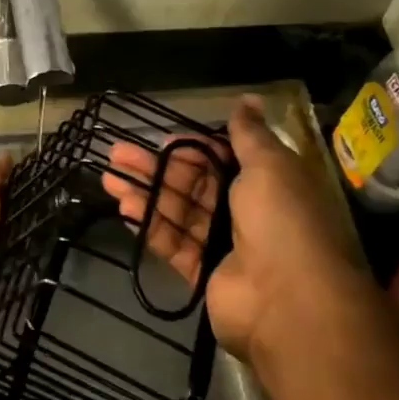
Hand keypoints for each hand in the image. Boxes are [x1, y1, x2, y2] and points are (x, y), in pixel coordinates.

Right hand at [102, 95, 364, 361]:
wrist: (290, 301)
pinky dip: (150, 226)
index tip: (160, 140)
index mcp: (265, 181)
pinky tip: (124, 210)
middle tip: (116, 155)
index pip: (220, 157)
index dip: (190, 148)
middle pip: (192, 183)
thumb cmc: (282, 220)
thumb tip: (249, 98)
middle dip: (155, 168)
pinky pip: (173, 243)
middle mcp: (245, 210)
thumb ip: (249, 134)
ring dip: (144, 194)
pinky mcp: (204, 273)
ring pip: (177, 211)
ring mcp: (224, 244)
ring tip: (108, 179)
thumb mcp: (270, 165)